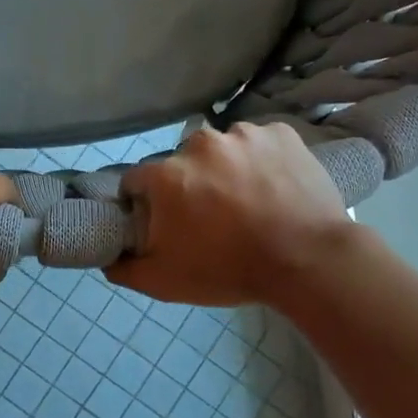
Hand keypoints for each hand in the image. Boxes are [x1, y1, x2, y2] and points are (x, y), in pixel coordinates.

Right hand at [106, 123, 351, 307]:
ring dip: (227, 169)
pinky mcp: (281, 134)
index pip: (137, 181)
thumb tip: (107, 257)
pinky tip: (274, 187)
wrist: (309, 261)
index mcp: (166, 174)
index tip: (164, 222)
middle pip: (181, 163)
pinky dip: (262, 160)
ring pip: (223, 149)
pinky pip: (261, 143)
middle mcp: (200, 144)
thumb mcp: (165, 283)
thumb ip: (125, 268)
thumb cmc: (229, 270)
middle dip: (189, 184)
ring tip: (249, 201)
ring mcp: (244, 134)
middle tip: (211, 217)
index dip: (145, 203)